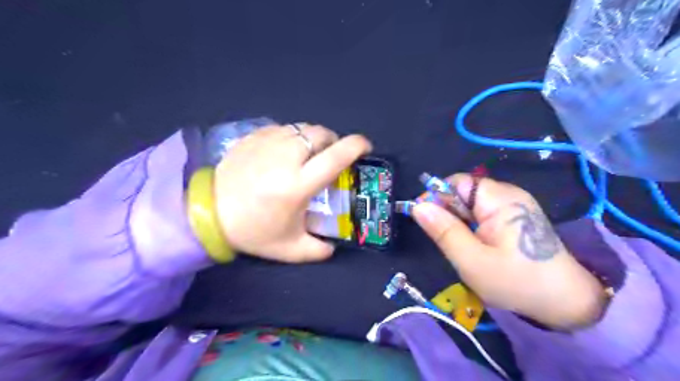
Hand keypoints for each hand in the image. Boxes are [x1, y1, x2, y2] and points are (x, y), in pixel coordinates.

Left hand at [213, 124, 369, 263]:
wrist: (208, 214)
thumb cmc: (252, 231)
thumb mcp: (290, 249)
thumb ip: (319, 251)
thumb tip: (333, 246)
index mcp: (298, 184)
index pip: (336, 156)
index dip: (356, 146)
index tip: (365, 147)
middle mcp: (286, 158)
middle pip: (321, 134)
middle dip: (333, 141)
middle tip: (330, 157)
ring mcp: (267, 143)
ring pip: (302, 128)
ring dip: (313, 138)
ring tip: (308, 155)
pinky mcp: (253, 137)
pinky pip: (282, 128)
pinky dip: (292, 137)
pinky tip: (284, 152)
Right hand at [412, 174, 607, 328]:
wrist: (565, 303)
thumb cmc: (516, 282)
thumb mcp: (472, 261)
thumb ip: (443, 231)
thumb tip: (418, 206)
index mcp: (500, 199)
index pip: (457, 182)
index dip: (438, 197)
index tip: (428, 221)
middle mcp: (508, 194)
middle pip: (464, 191)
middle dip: (449, 212)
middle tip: (449, 241)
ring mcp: (514, 204)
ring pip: (471, 203)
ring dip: (459, 221)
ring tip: (464, 246)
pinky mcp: (516, 215)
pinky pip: (483, 212)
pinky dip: (472, 225)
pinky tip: (477, 245)